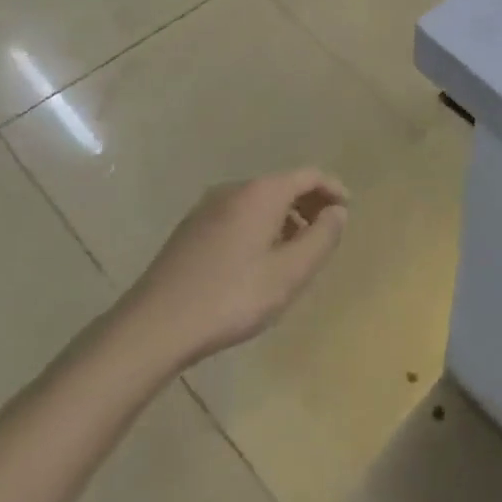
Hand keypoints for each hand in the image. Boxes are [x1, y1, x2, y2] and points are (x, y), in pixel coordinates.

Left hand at [112, 169, 348, 370]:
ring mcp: (207, 207)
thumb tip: (337, 212)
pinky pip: (238, 215)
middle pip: (283, 185)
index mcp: (261, 193)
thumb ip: (322, 238)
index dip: (333, 189)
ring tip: (295, 253)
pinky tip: (258, 262)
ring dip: (284, 218)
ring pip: (259, 202)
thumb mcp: (290, 273)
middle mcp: (234, 189)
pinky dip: (260, 227)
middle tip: (324, 235)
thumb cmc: (232, 296)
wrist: (154, 326)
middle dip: (309, 205)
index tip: (347, 212)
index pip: (308, 175)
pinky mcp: (190, 229)